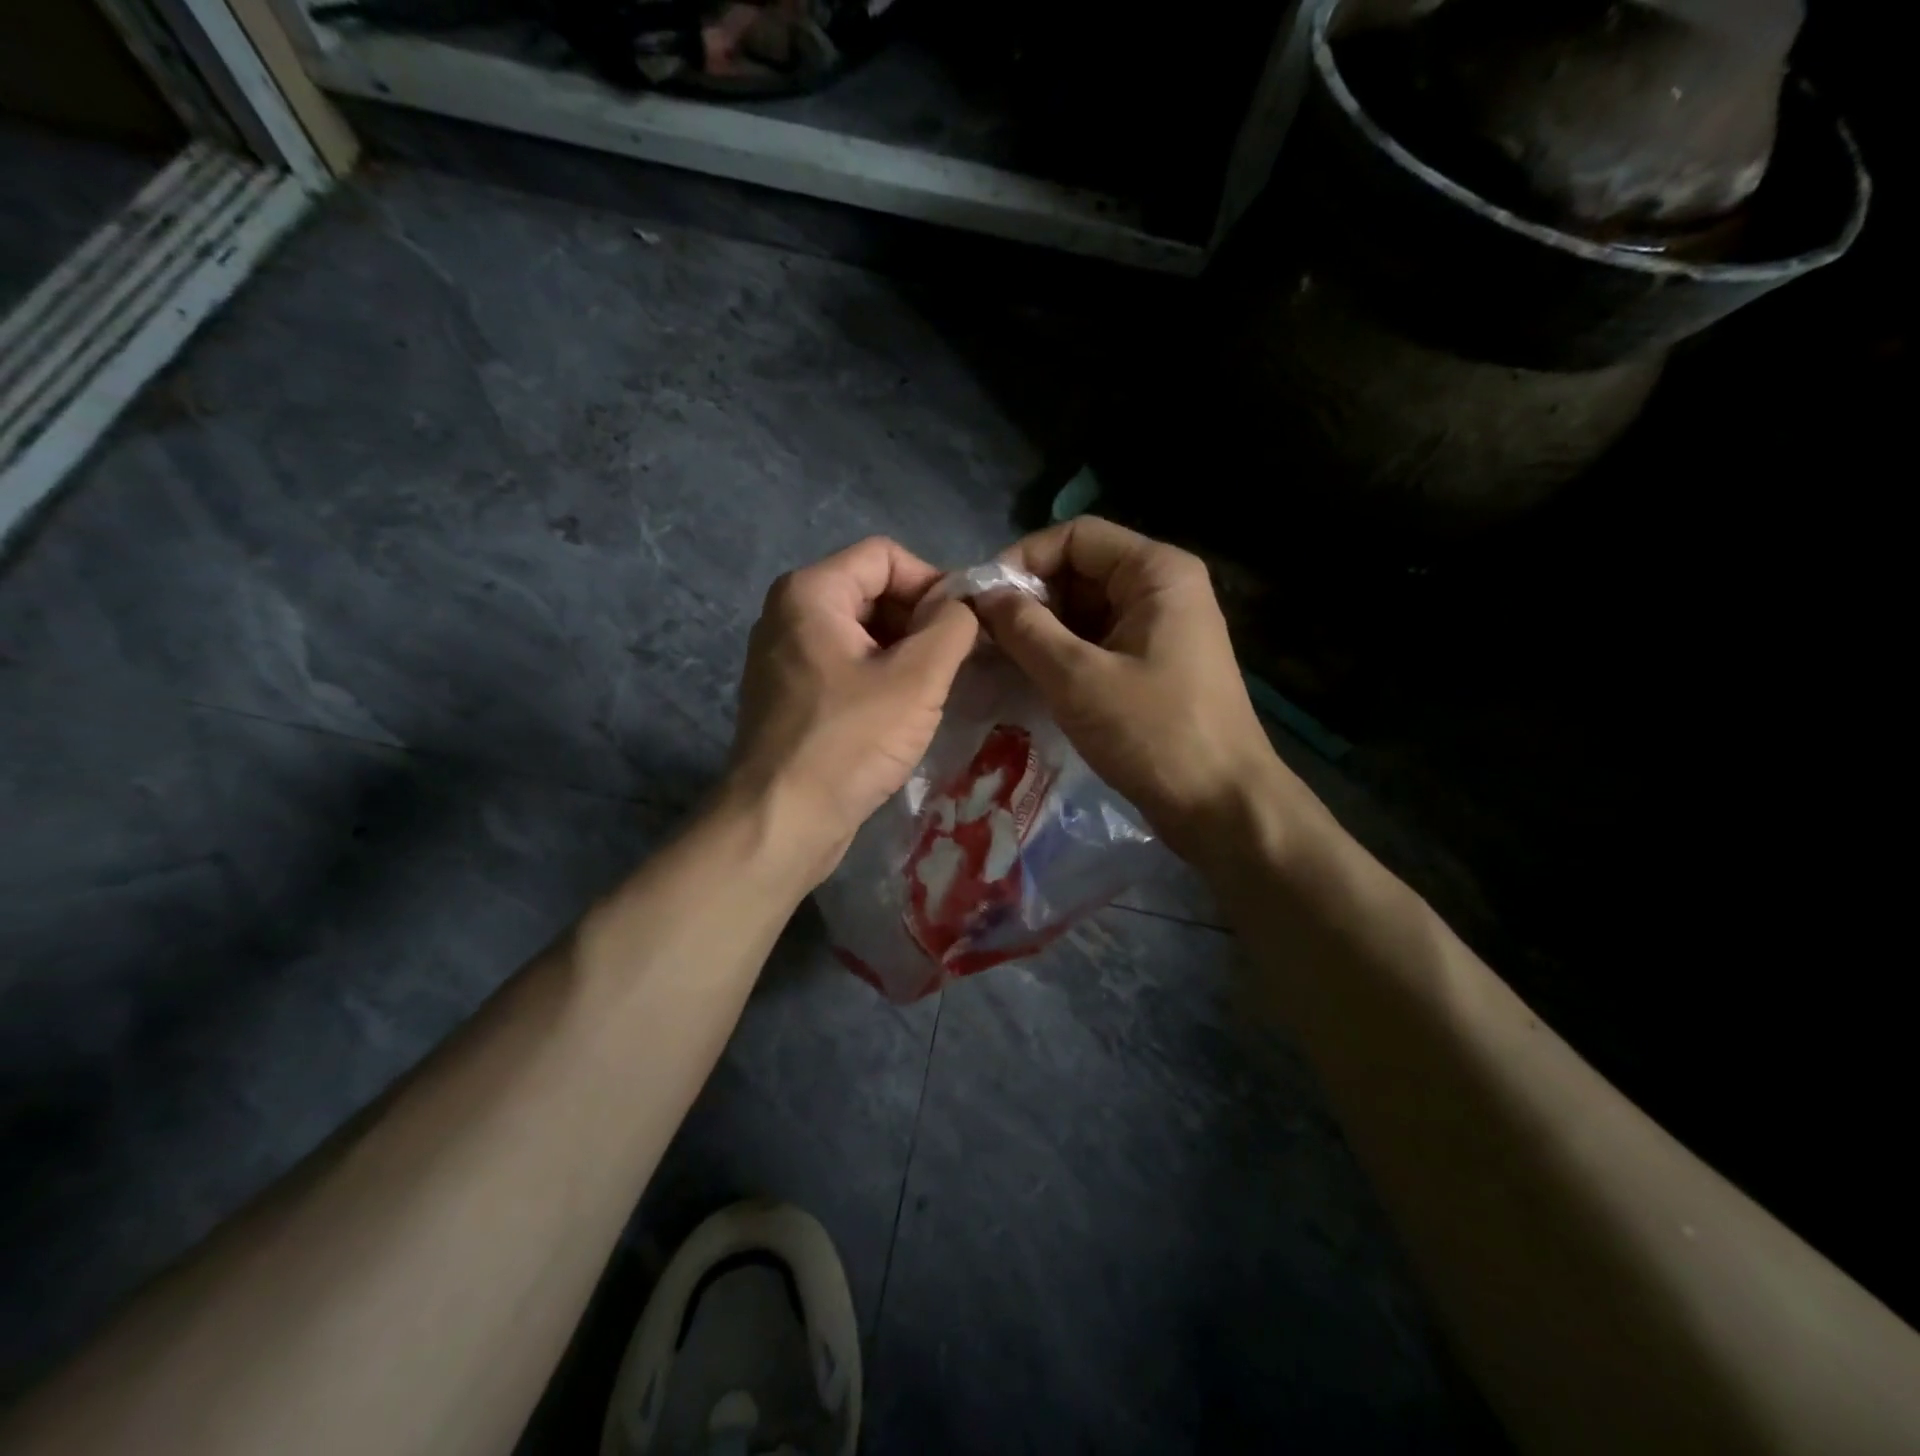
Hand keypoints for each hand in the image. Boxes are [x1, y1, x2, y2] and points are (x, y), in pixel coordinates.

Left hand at [728, 537, 979, 882]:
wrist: (782, 822)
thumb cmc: (849, 742)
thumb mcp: (917, 679)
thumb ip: (951, 626)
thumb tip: (962, 605)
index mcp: (811, 592)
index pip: (885, 555)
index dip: (932, 582)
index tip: (964, 627)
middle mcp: (789, 614)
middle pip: (872, 591)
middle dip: (919, 621)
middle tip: (956, 664)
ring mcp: (785, 658)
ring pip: (861, 634)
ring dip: (904, 654)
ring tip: (934, 692)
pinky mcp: (791, 696)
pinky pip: (845, 667)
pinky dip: (880, 679)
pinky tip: (903, 715)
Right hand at [974, 517, 1284, 863]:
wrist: (1220, 806)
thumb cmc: (1152, 733)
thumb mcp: (1077, 678)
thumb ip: (1024, 629)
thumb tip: (982, 595)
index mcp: (1156, 572)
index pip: (1075, 537)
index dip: (1023, 560)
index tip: (981, 601)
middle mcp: (1162, 588)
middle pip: (1080, 571)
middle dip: (1030, 599)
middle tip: (984, 636)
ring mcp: (1160, 627)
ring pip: (1086, 609)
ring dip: (1042, 630)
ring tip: (999, 659)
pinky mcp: (1154, 664)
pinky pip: (1098, 641)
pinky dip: (1063, 654)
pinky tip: (1031, 678)